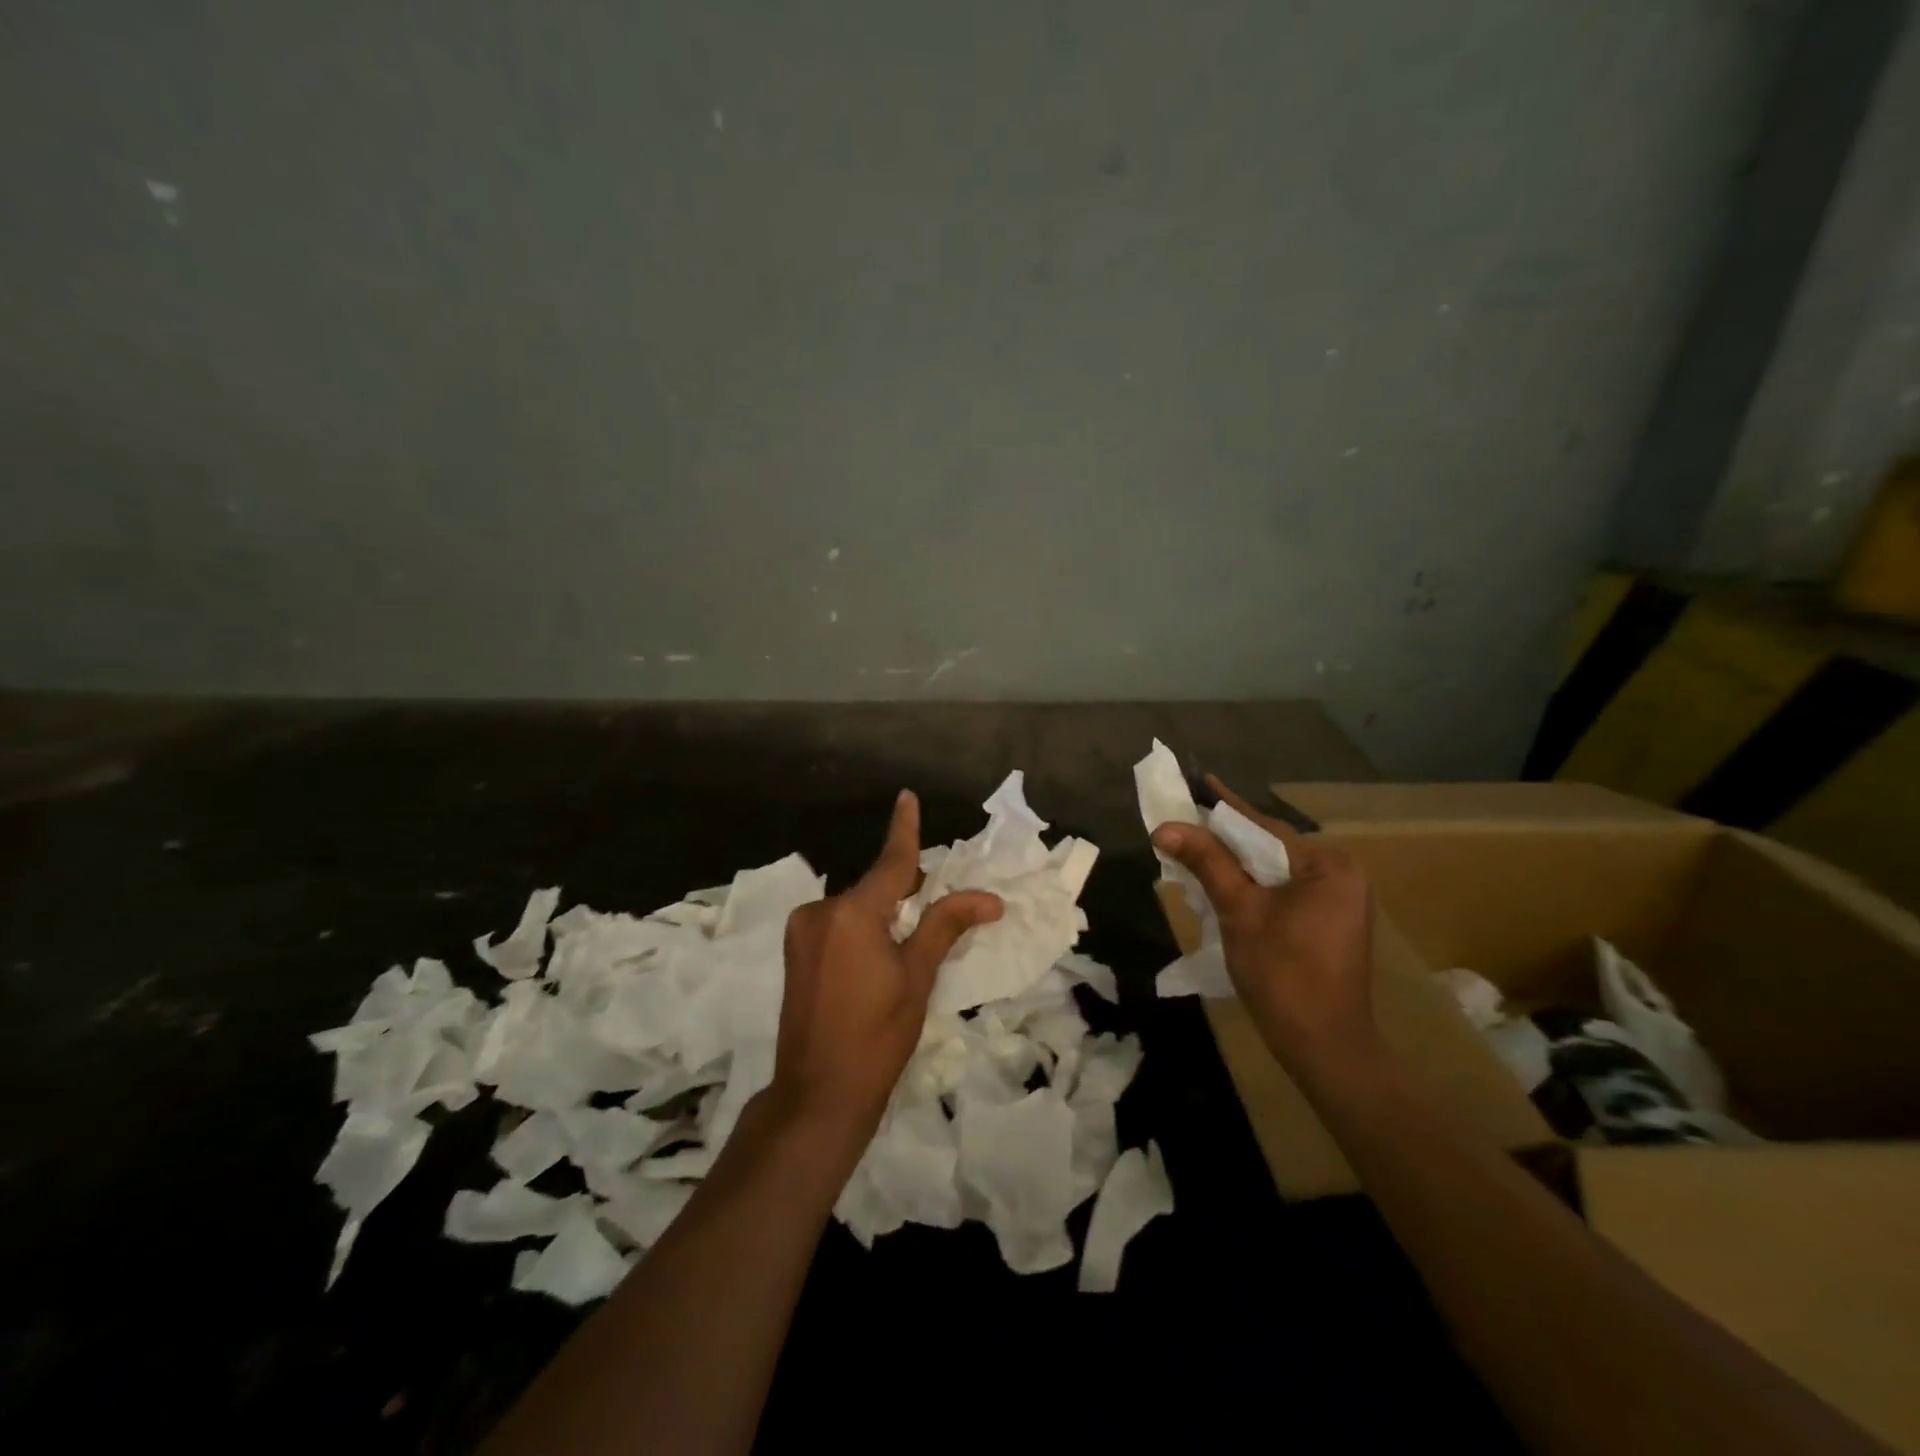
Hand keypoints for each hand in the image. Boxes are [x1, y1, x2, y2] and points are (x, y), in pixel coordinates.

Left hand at [771, 790, 1002, 1139]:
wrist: (818, 1093)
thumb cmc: (877, 1036)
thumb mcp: (918, 977)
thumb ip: (946, 925)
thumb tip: (990, 898)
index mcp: (852, 914)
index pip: (891, 862)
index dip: (904, 828)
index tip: (907, 796)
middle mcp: (820, 911)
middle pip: (874, 885)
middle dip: (905, 887)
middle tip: (938, 900)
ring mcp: (802, 932)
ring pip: (856, 906)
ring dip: (883, 911)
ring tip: (909, 941)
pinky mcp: (795, 951)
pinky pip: (837, 923)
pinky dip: (862, 926)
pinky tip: (878, 954)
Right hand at [1152, 776, 1376, 1073]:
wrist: (1323, 1046)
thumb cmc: (1284, 973)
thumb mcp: (1240, 910)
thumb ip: (1207, 862)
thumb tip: (1165, 826)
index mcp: (1328, 866)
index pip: (1263, 827)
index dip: (1224, 806)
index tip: (1198, 779)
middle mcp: (1340, 876)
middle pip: (1268, 847)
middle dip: (1225, 839)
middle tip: (1184, 821)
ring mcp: (1338, 901)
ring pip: (1273, 871)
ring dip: (1235, 864)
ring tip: (1193, 848)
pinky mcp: (1328, 923)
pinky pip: (1282, 891)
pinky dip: (1251, 886)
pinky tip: (1222, 884)